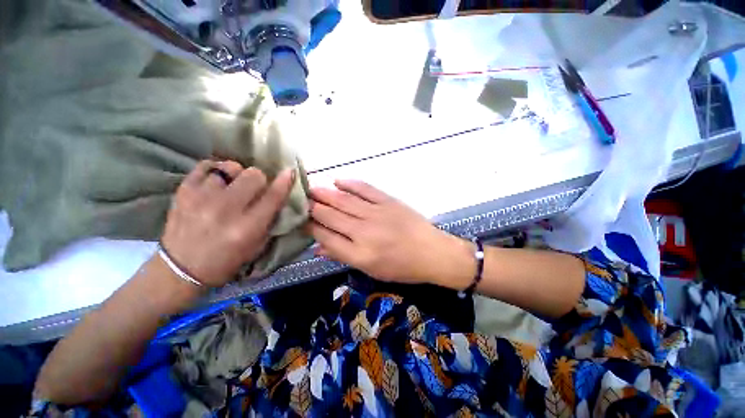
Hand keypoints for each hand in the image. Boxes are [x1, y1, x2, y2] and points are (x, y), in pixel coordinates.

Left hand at [161, 160, 294, 286]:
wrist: (181, 269)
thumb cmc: (226, 260)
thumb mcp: (257, 245)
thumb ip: (269, 219)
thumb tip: (277, 195)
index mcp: (247, 227)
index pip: (273, 197)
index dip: (284, 182)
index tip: (289, 172)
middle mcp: (225, 209)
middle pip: (253, 175)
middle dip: (259, 180)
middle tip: (254, 190)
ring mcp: (201, 198)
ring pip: (230, 167)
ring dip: (237, 176)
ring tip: (233, 186)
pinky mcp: (183, 191)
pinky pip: (206, 166)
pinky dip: (216, 170)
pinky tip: (217, 180)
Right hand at [308, 180, 473, 286]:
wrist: (432, 252)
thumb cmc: (402, 267)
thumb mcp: (371, 270)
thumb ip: (343, 257)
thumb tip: (318, 247)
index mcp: (359, 254)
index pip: (326, 237)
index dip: (311, 228)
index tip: (301, 220)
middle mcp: (364, 232)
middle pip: (331, 216)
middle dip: (313, 208)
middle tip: (301, 201)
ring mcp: (376, 214)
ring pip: (344, 201)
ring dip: (325, 194)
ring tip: (311, 189)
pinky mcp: (388, 201)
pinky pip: (365, 189)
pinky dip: (350, 184)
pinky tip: (338, 181)